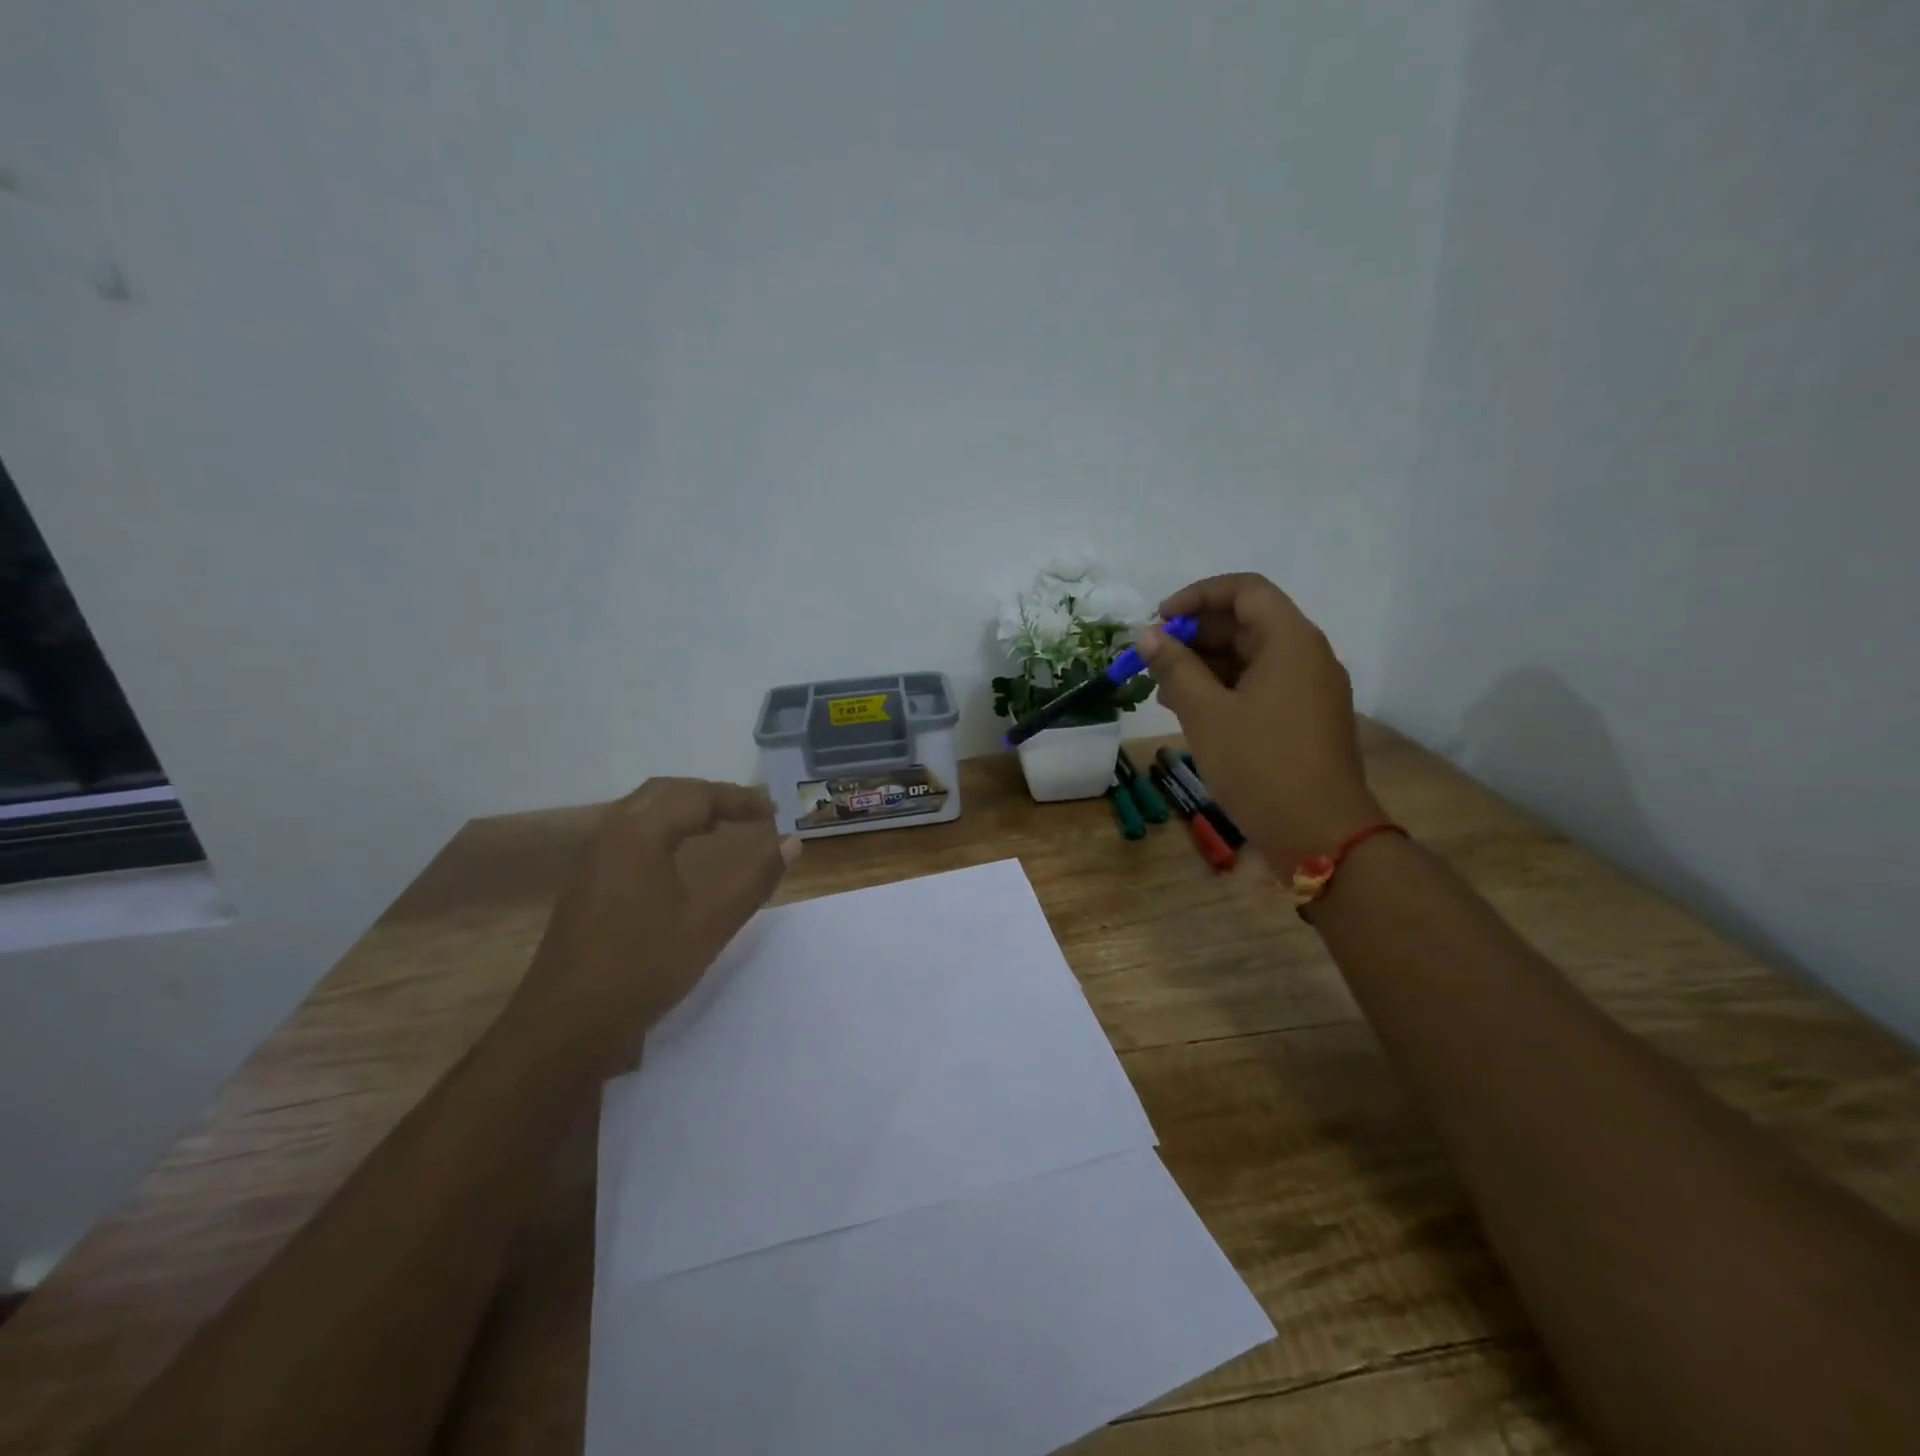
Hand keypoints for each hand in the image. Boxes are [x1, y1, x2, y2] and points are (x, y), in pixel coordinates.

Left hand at [511, 777, 796, 1077]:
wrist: (564, 1026)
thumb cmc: (642, 969)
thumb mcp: (709, 924)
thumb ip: (754, 879)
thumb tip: (792, 842)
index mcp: (639, 835)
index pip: (697, 796)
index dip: (739, 799)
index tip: (774, 811)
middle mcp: (611, 834)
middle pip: (666, 792)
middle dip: (710, 796)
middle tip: (749, 812)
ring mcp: (592, 859)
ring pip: (643, 811)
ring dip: (684, 810)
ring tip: (721, 826)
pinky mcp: (585, 883)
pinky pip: (629, 833)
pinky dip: (663, 829)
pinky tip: (679, 856)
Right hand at [1139, 573, 1384, 858]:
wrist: (1319, 834)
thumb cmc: (1259, 764)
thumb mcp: (1205, 712)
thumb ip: (1174, 667)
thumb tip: (1147, 634)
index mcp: (1290, 641)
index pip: (1244, 590)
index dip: (1197, 596)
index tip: (1159, 620)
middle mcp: (1306, 655)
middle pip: (1246, 622)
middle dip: (1195, 635)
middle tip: (1153, 659)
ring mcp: (1309, 688)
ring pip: (1251, 657)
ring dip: (1205, 664)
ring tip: (1162, 689)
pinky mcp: (1304, 718)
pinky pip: (1260, 686)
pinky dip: (1224, 689)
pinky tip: (1190, 710)